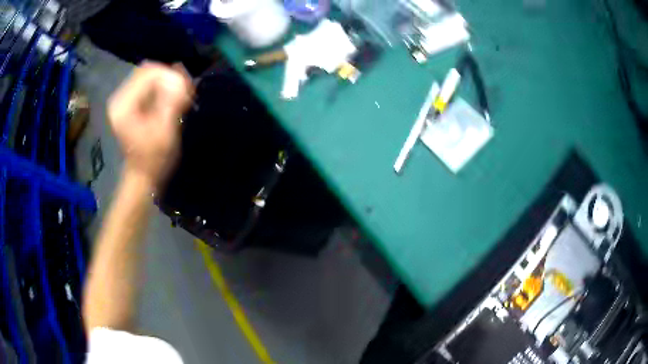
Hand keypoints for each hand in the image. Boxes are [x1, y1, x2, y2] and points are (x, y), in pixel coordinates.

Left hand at [108, 62, 193, 185]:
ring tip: (182, 94)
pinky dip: (163, 85)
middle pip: (148, 70)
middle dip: (169, 76)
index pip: (149, 73)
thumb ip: (172, 101)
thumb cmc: (153, 159)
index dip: (170, 76)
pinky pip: (148, 83)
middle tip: (186, 90)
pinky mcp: (130, 101)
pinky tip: (174, 96)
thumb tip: (181, 73)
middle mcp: (120, 97)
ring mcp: (124, 98)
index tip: (186, 90)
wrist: (143, 175)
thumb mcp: (165, 131)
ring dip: (168, 80)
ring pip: (150, 74)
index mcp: (123, 105)